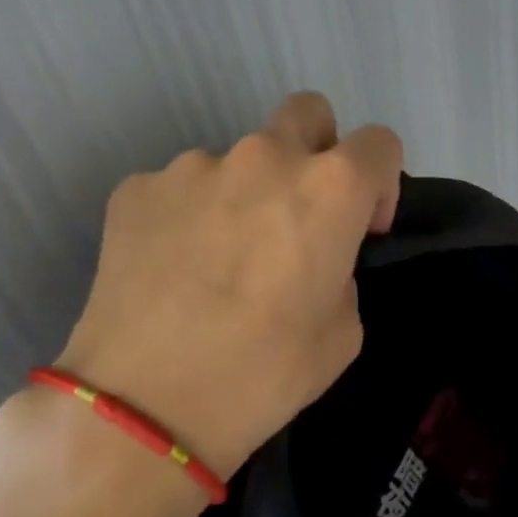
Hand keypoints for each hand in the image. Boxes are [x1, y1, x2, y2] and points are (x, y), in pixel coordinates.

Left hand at [55, 92, 402, 481]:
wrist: (146, 403)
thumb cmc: (266, 373)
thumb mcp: (343, 332)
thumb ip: (341, 274)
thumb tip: (314, 261)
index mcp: (330, 188)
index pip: (379, 143)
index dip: (381, 184)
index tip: (364, 230)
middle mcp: (264, 157)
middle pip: (308, 113)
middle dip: (318, 151)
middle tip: (301, 215)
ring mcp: (192, 166)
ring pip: (237, 159)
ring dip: (245, 194)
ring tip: (222, 261)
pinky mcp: (135, 189)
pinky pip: (181, 188)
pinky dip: (190, 216)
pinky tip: (177, 270)